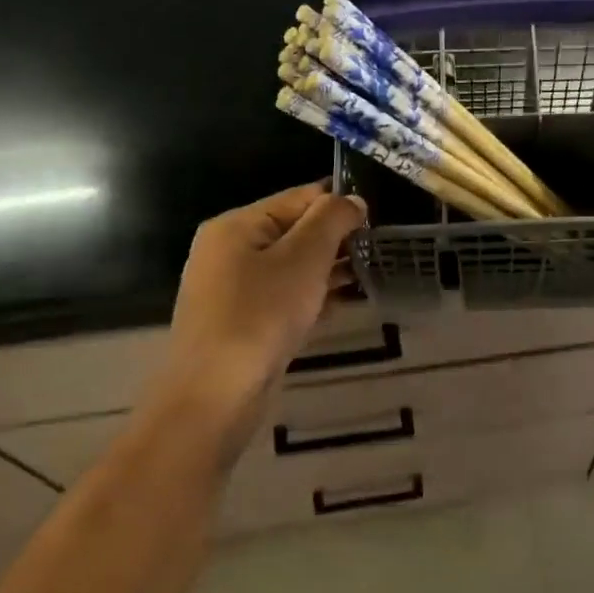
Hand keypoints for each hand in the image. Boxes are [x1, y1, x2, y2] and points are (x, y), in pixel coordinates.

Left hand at [149, 181, 366, 462]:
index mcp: (237, 224)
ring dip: (328, 270)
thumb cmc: (260, 315)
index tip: (376, 222)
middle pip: (294, 231)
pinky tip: (342, 306)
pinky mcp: (242, 323)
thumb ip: (331, 220)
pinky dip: (312, 297)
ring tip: (368, 276)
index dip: (338, 205)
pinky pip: (284, 298)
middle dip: (336, 240)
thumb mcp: (303, 257)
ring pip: (291, 267)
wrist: (215, 395)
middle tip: (377, 252)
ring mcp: (233, 289)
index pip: (298, 197)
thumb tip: (352, 199)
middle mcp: (229, 251)